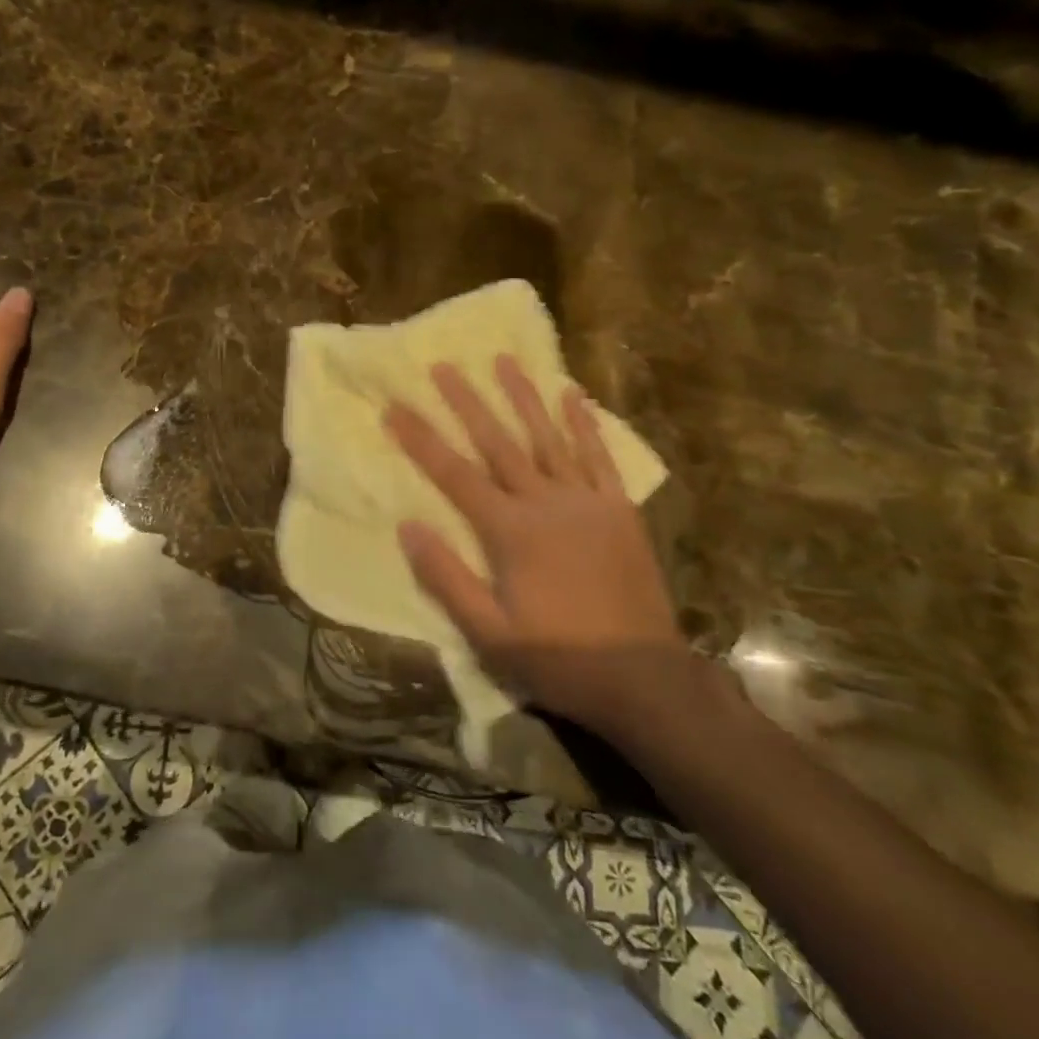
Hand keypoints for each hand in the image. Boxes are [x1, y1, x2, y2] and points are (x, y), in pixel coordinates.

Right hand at [384, 358, 689, 729]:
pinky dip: (585, 424)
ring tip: (503, 360)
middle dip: (466, 403)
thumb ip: (446, 577)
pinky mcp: (619, 510)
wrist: (643, 679)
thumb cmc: (557, 658)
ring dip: (523, 397)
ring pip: (547, 437)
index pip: (454, 474)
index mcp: (509, 531)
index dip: (421, 439)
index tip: (395, 406)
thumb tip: (407, 526)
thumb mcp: (488, 632)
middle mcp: (545, 503)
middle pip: (498, 443)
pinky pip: (599, 457)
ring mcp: (586, 502)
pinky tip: (573, 395)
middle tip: (444, 366)